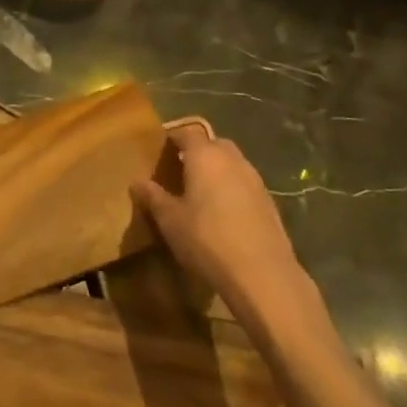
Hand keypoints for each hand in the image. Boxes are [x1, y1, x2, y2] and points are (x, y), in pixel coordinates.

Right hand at [134, 126, 332, 341]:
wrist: (262, 274)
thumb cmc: (207, 239)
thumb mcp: (170, 220)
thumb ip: (153, 197)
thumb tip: (136, 182)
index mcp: (205, 155)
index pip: (187, 132)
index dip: (173, 138)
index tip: (161, 150)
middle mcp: (232, 159)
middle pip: (213, 144)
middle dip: (198, 153)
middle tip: (180, 171)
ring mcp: (255, 180)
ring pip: (232, 164)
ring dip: (217, 172)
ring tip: (201, 194)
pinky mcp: (270, 202)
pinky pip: (245, 185)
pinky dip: (232, 190)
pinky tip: (224, 215)